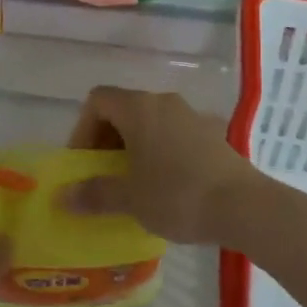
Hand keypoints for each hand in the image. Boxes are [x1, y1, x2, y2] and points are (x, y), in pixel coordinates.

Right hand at [64, 87, 266, 245]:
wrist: (243, 205)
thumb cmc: (177, 195)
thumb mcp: (130, 198)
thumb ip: (95, 193)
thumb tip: (64, 196)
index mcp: (139, 107)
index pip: (98, 100)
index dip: (83, 128)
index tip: (83, 162)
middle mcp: (163, 101)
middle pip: (124, 108)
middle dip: (107, 139)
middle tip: (103, 175)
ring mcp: (191, 115)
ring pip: (150, 122)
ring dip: (134, 146)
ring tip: (132, 183)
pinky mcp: (212, 133)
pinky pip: (174, 134)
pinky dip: (160, 151)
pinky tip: (165, 184)